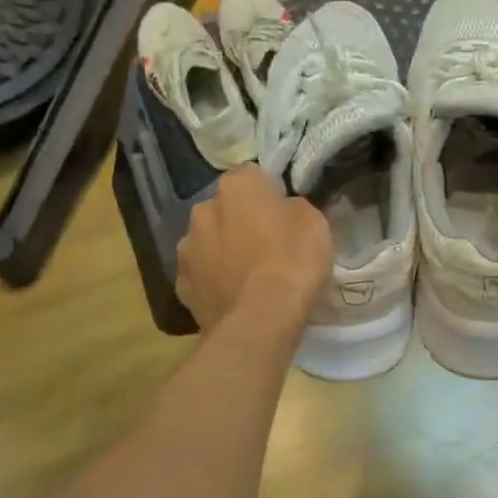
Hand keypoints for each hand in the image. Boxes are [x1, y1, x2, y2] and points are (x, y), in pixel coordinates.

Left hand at [177, 167, 331, 333]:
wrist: (260, 320)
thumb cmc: (292, 262)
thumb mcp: (314, 223)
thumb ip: (294, 208)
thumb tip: (284, 211)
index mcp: (236, 186)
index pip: (254, 177)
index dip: (271, 195)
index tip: (285, 216)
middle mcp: (203, 210)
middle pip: (226, 209)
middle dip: (241, 222)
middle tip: (269, 246)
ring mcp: (187, 250)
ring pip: (209, 242)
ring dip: (224, 252)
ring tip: (249, 277)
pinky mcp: (182, 286)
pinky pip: (202, 276)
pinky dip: (215, 282)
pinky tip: (235, 298)